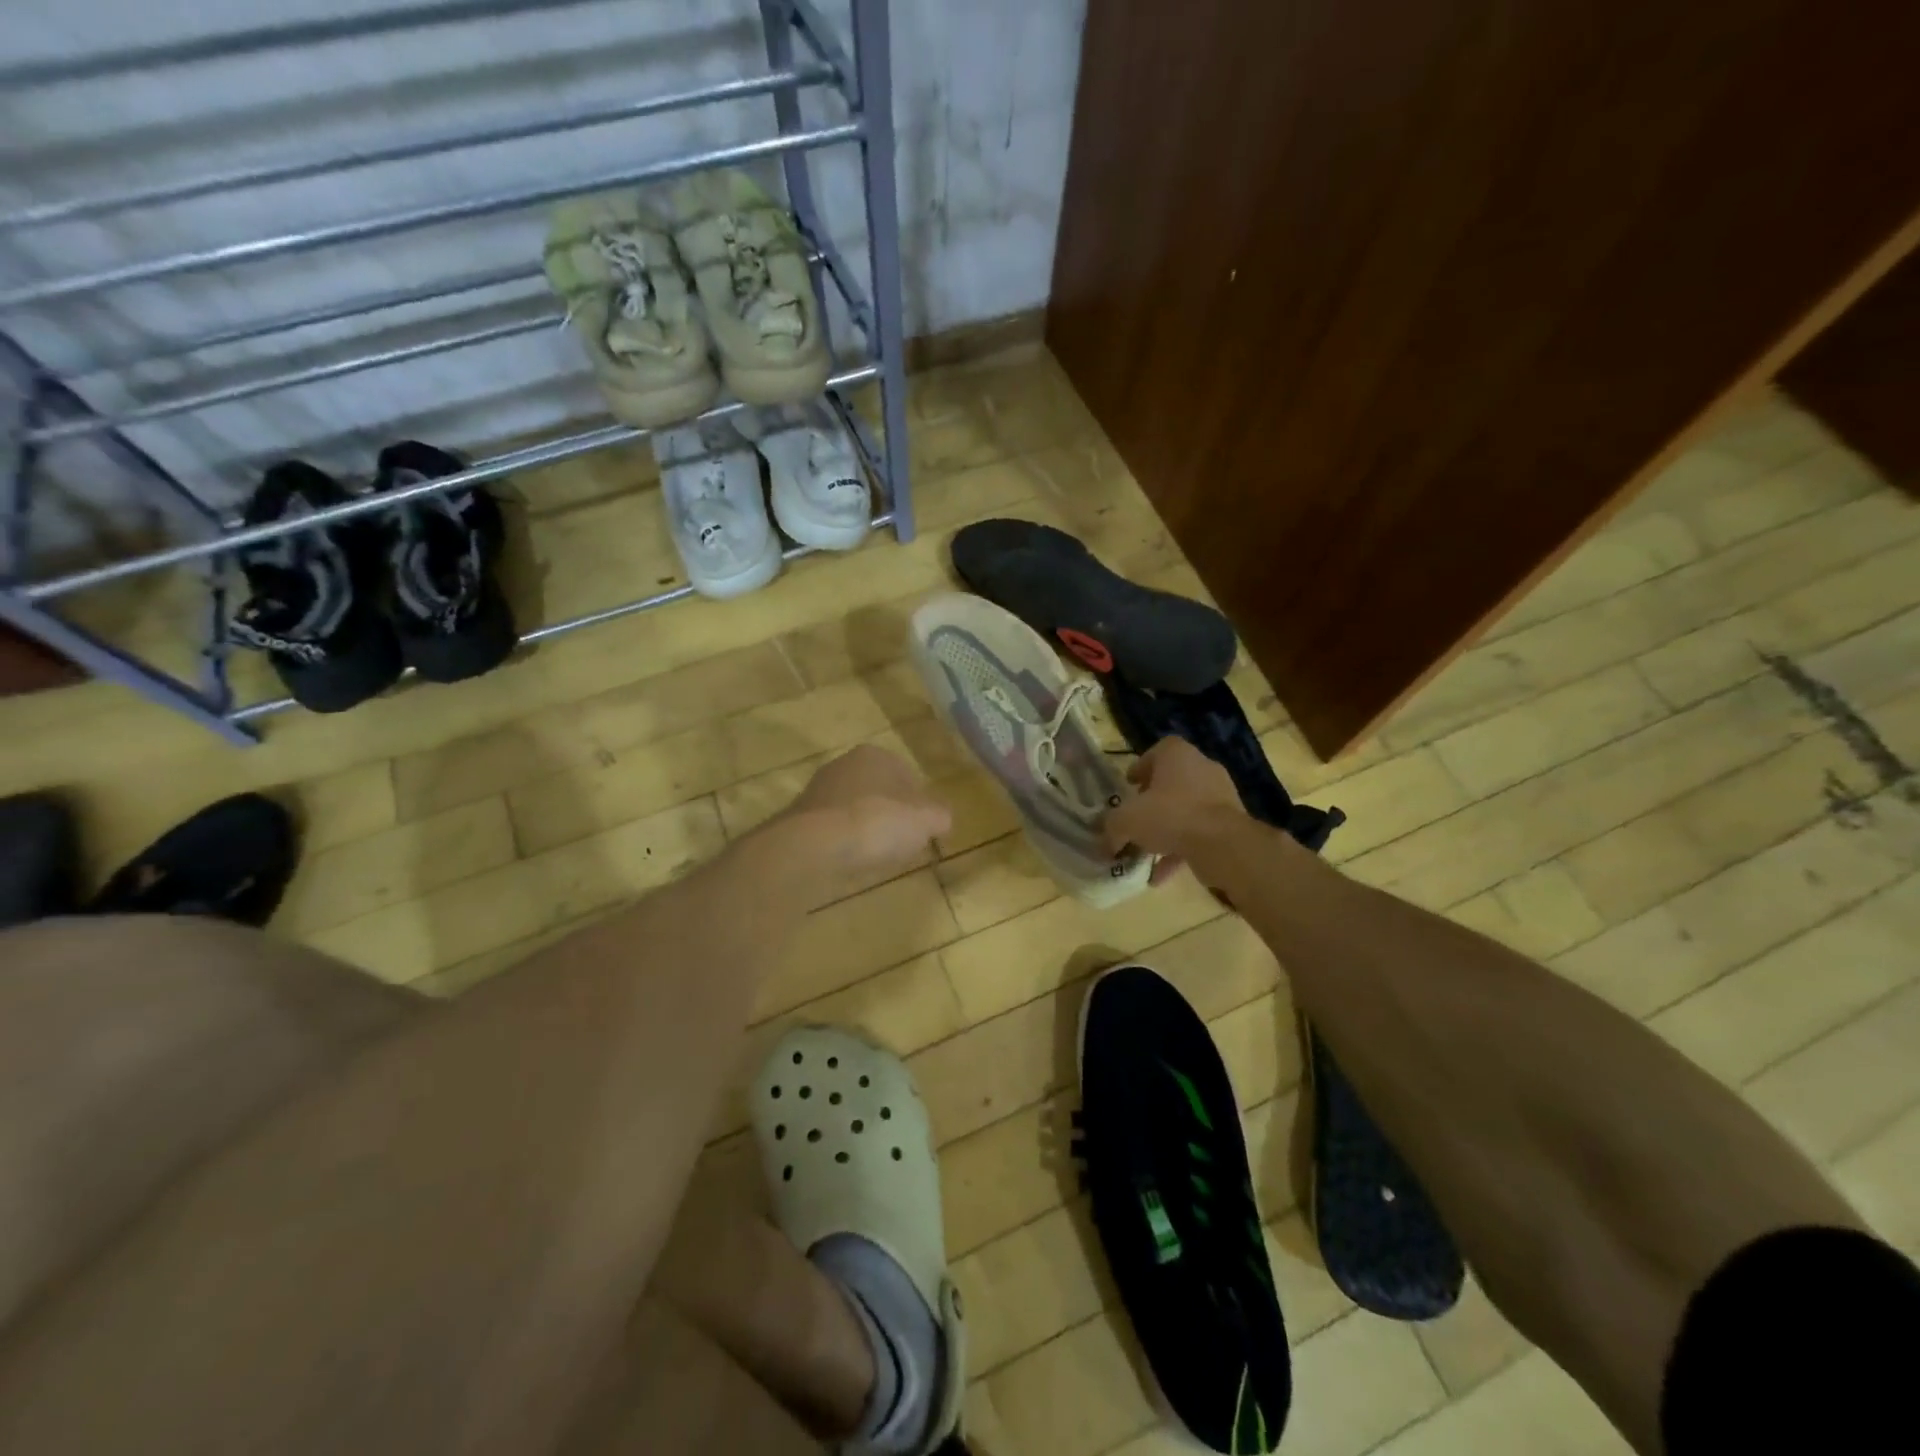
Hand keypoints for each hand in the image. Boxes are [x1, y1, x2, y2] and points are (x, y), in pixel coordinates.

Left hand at [780, 744, 952, 902]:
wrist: (813, 845)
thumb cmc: (877, 822)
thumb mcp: (927, 819)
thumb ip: (941, 815)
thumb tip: (942, 819)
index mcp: (876, 754)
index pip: (908, 776)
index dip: (921, 804)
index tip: (924, 830)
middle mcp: (845, 764)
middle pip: (881, 792)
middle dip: (893, 816)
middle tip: (903, 844)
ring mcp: (819, 790)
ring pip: (856, 811)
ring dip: (868, 831)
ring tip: (878, 857)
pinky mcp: (801, 818)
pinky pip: (835, 829)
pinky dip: (846, 843)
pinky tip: (851, 861)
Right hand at [1102, 737, 1248, 886]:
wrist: (1223, 844)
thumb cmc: (1171, 816)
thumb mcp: (1127, 820)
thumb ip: (1111, 826)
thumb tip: (1104, 840)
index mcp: (1177, 755)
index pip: (1157, 751)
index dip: (1140, 768)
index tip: (1129, 787)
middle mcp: (1202, 768)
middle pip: (1172, 781)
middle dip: (1153, 801)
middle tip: (1137, 817)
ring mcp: (1220, 796)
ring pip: (1186, 809)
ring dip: (1167, 828)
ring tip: (1146, 851)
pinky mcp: (1231, 823)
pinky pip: (1199, 833)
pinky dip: (1181, 850)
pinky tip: (1161, 875)